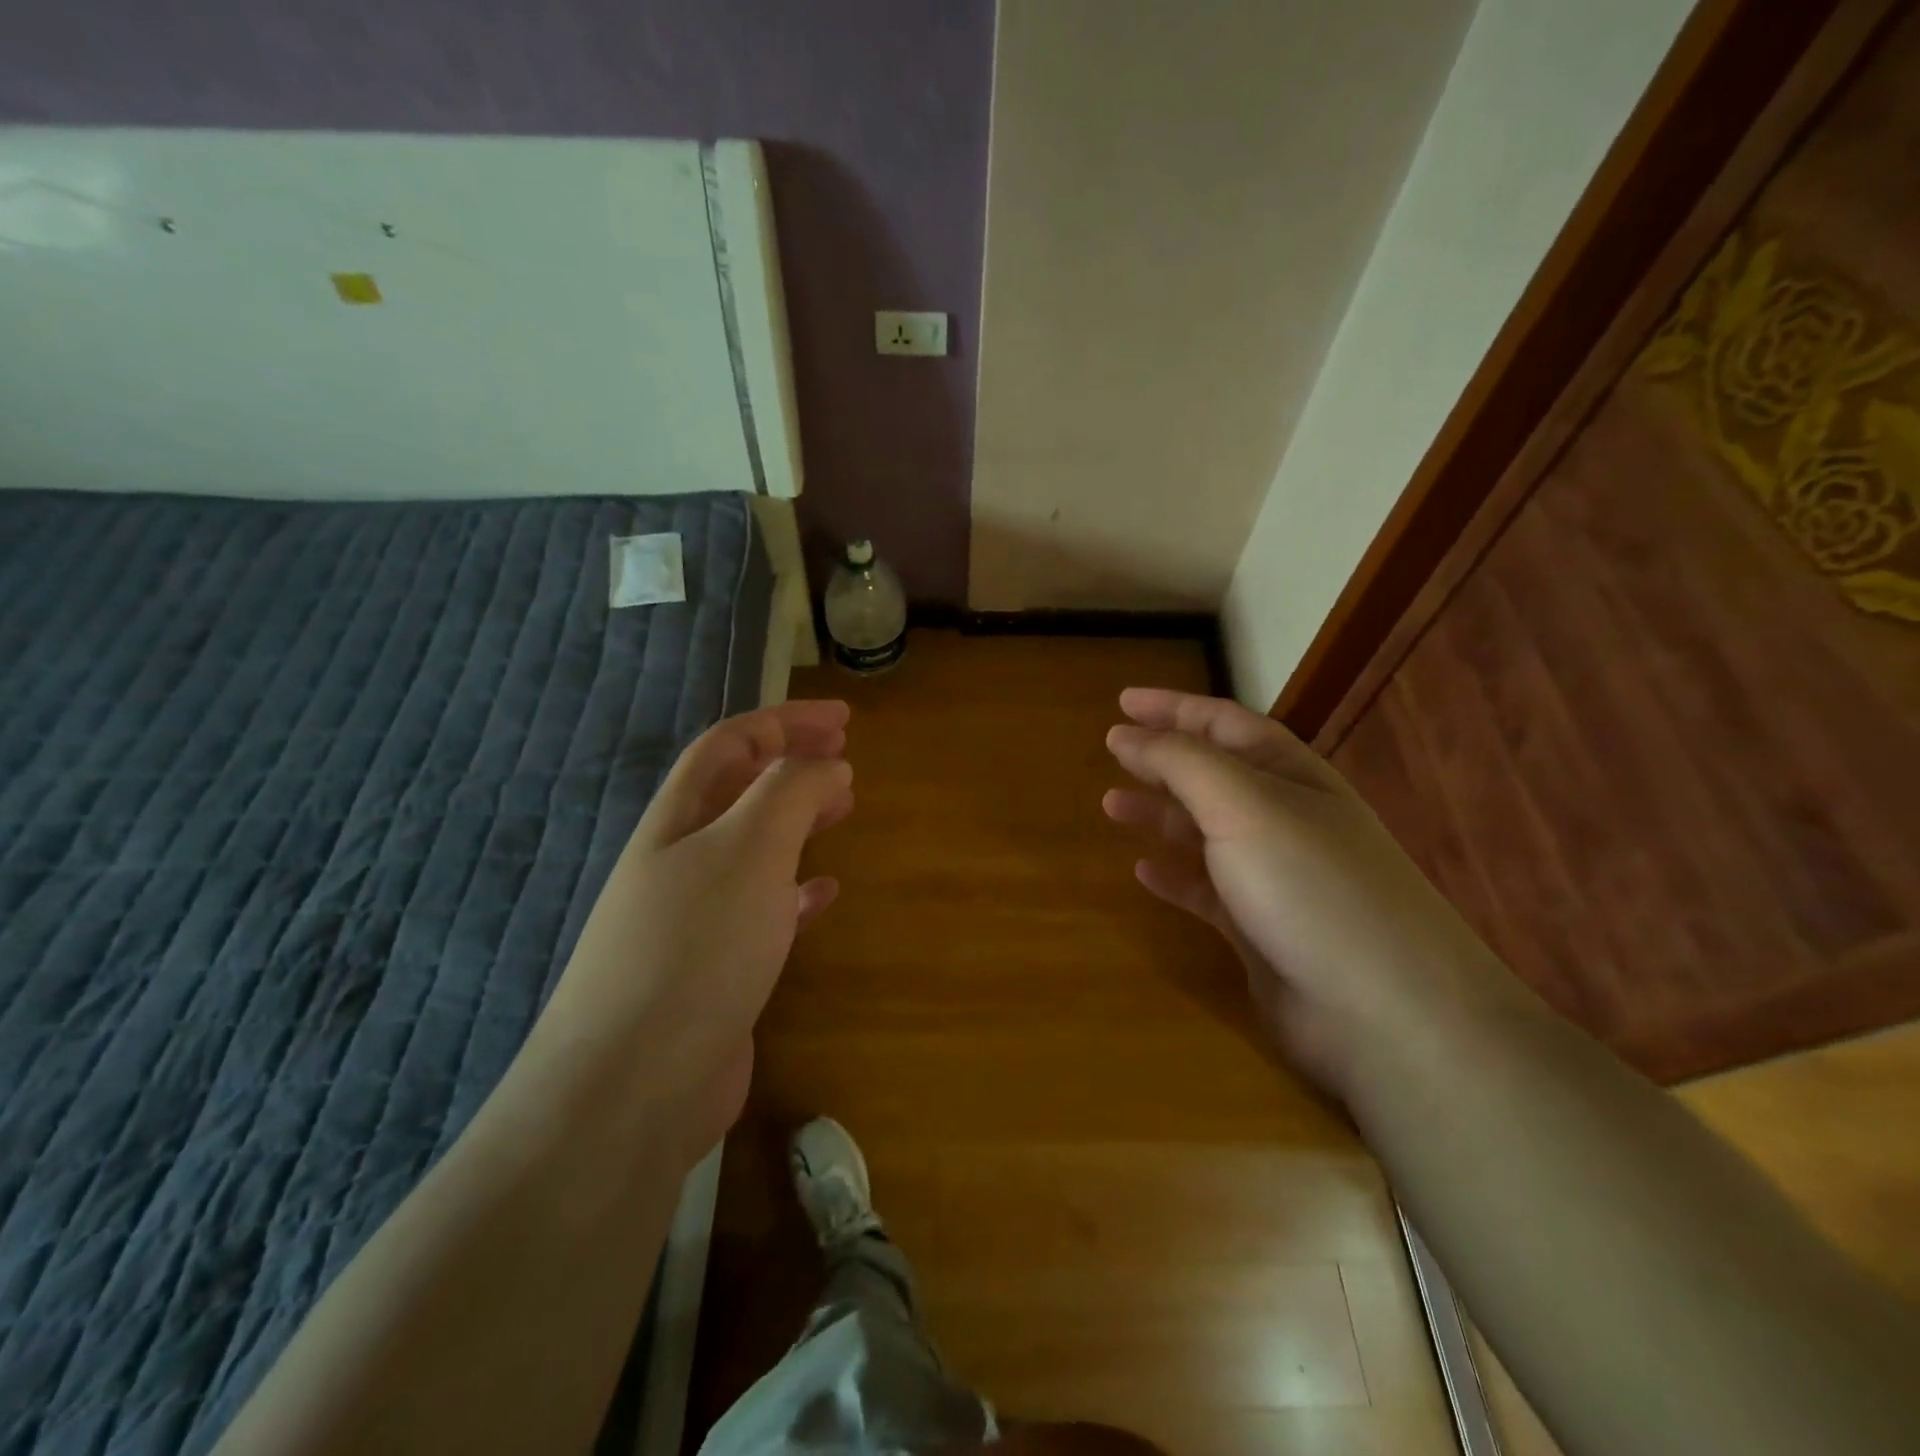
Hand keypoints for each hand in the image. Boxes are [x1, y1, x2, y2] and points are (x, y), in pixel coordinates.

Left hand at [534, 701, 852, 1160]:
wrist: (632, 1087)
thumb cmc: (694, 948)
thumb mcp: (749, 849)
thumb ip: (791, 794)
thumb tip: (828, 764)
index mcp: (678, 820)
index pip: (731, 745)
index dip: (785, 722)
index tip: (843, 719)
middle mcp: (681, 861)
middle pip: (739, 791)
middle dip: (792, 764)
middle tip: (846, 758)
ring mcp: (695, 917)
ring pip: (754, 847)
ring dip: (797, 820)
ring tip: (843, 808)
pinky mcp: (716, 969)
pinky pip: (764, 909)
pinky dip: (796, 889)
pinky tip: (824, 892)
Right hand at [1103, 689, 1507, 1093]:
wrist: (1386, 1014)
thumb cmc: (1311, 886)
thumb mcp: (1243, 805)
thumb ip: (1181, 763)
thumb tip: (1126, 734)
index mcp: (1290, 775)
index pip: (1223, 724)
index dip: (1173, 708)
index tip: (1122, 701)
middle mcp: (1284, 819)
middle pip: (1213, 774)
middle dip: (1163, 758)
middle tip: (1111, 750)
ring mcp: (1275, 878)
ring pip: (1205, 831)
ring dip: (1160, 814)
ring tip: (1111, 806)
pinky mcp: (1261, 931)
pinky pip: (1206, 892)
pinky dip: (1174, 876)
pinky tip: (1143, 872)